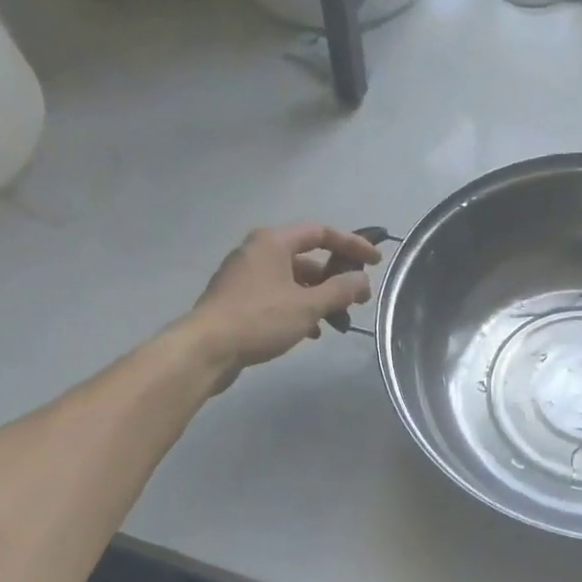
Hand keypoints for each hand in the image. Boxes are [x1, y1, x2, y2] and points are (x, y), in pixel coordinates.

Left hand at [186, 224, 381, 387]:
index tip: (375, 263)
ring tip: (336, 321)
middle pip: (307, 257)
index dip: (352, 245)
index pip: (321, 232)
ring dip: (318, 297)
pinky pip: (277, 296)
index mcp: (273, 242)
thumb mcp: (308, 305)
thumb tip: (362, 281)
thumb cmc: (259, 319)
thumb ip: (340, 291)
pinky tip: (310, 331)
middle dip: (335, 279)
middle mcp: (257, 251)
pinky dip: (298, 308)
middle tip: (356, 299)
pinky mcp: (238, 299)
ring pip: (293, 280)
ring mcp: (245, 276)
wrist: (206, 349)